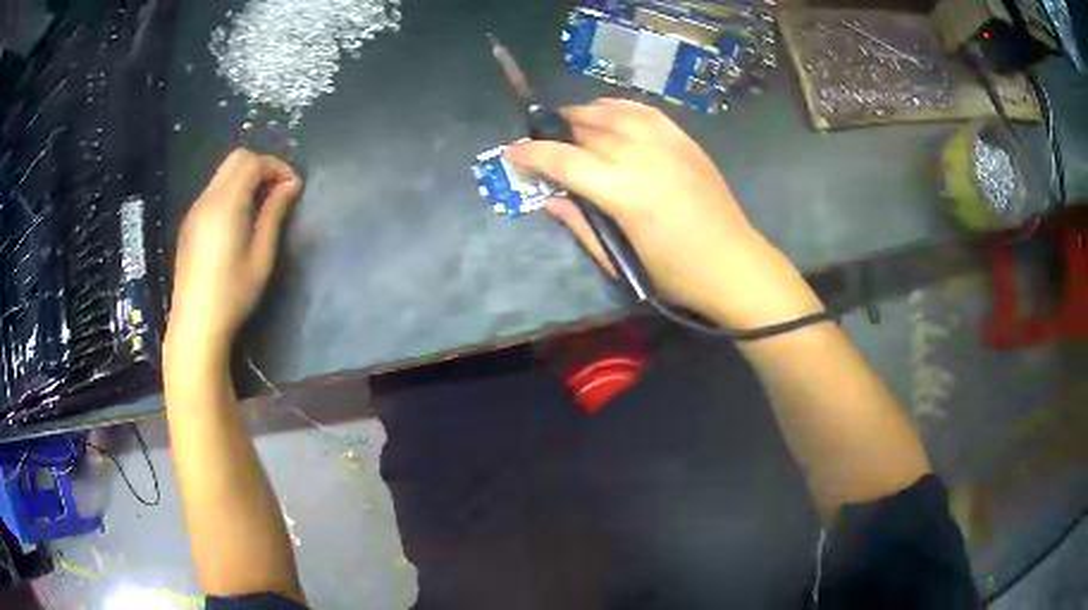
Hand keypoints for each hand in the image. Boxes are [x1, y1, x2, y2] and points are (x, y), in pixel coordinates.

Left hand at [166, 149, 301, 364]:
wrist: (195, 324)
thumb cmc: (232, 294)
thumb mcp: (261, 256)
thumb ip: (274, 214)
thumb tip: (290, 185)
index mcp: (226, 204)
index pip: (252, 162)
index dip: (276, 167)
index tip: (293, 187)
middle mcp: (207, 199)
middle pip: (236, 159)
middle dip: (261, 167)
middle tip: (278, 192)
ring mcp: (195, 210)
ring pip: (223, 174)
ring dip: (246, 179)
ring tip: (262, 207)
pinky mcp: (190, 224)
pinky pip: (213, 191)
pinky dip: (232, 191)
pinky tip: (240, 220)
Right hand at [506, 99, 817, 326]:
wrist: (735, 264)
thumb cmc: (676, 275)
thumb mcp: (622, 260)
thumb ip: (581, 224)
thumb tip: (550, 199)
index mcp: (623, 191)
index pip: (564, 159)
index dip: (532, 154)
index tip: (512, 154)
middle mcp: (641, 155)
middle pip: (586, 129)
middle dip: (556, 132)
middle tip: (542, 144)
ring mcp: (666, 142)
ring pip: (613, 112)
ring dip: (584, 113)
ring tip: (569, 122)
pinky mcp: (684, 140)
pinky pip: (644, 111)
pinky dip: (619, 106)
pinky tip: (607, 110)